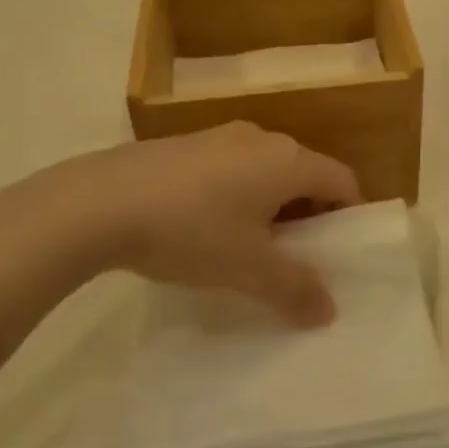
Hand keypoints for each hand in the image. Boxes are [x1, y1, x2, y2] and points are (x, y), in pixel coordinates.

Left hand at [0, 124, 361, 325]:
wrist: (99, 201)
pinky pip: (230, 167)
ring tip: (249, 246)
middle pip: (304, 173)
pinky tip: (205, 227)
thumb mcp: (247, 268)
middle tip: (297, 256)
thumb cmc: (190, 231)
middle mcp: (261, 138)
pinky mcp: (185, 144)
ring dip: (270, 205)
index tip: (340, 251)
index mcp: (287, 160)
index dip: (349, 214)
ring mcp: (219, 136)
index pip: (342, 179)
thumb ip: (294, 290)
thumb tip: (328, 311)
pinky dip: (236, 194)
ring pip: (264, 170)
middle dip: (308, 214)